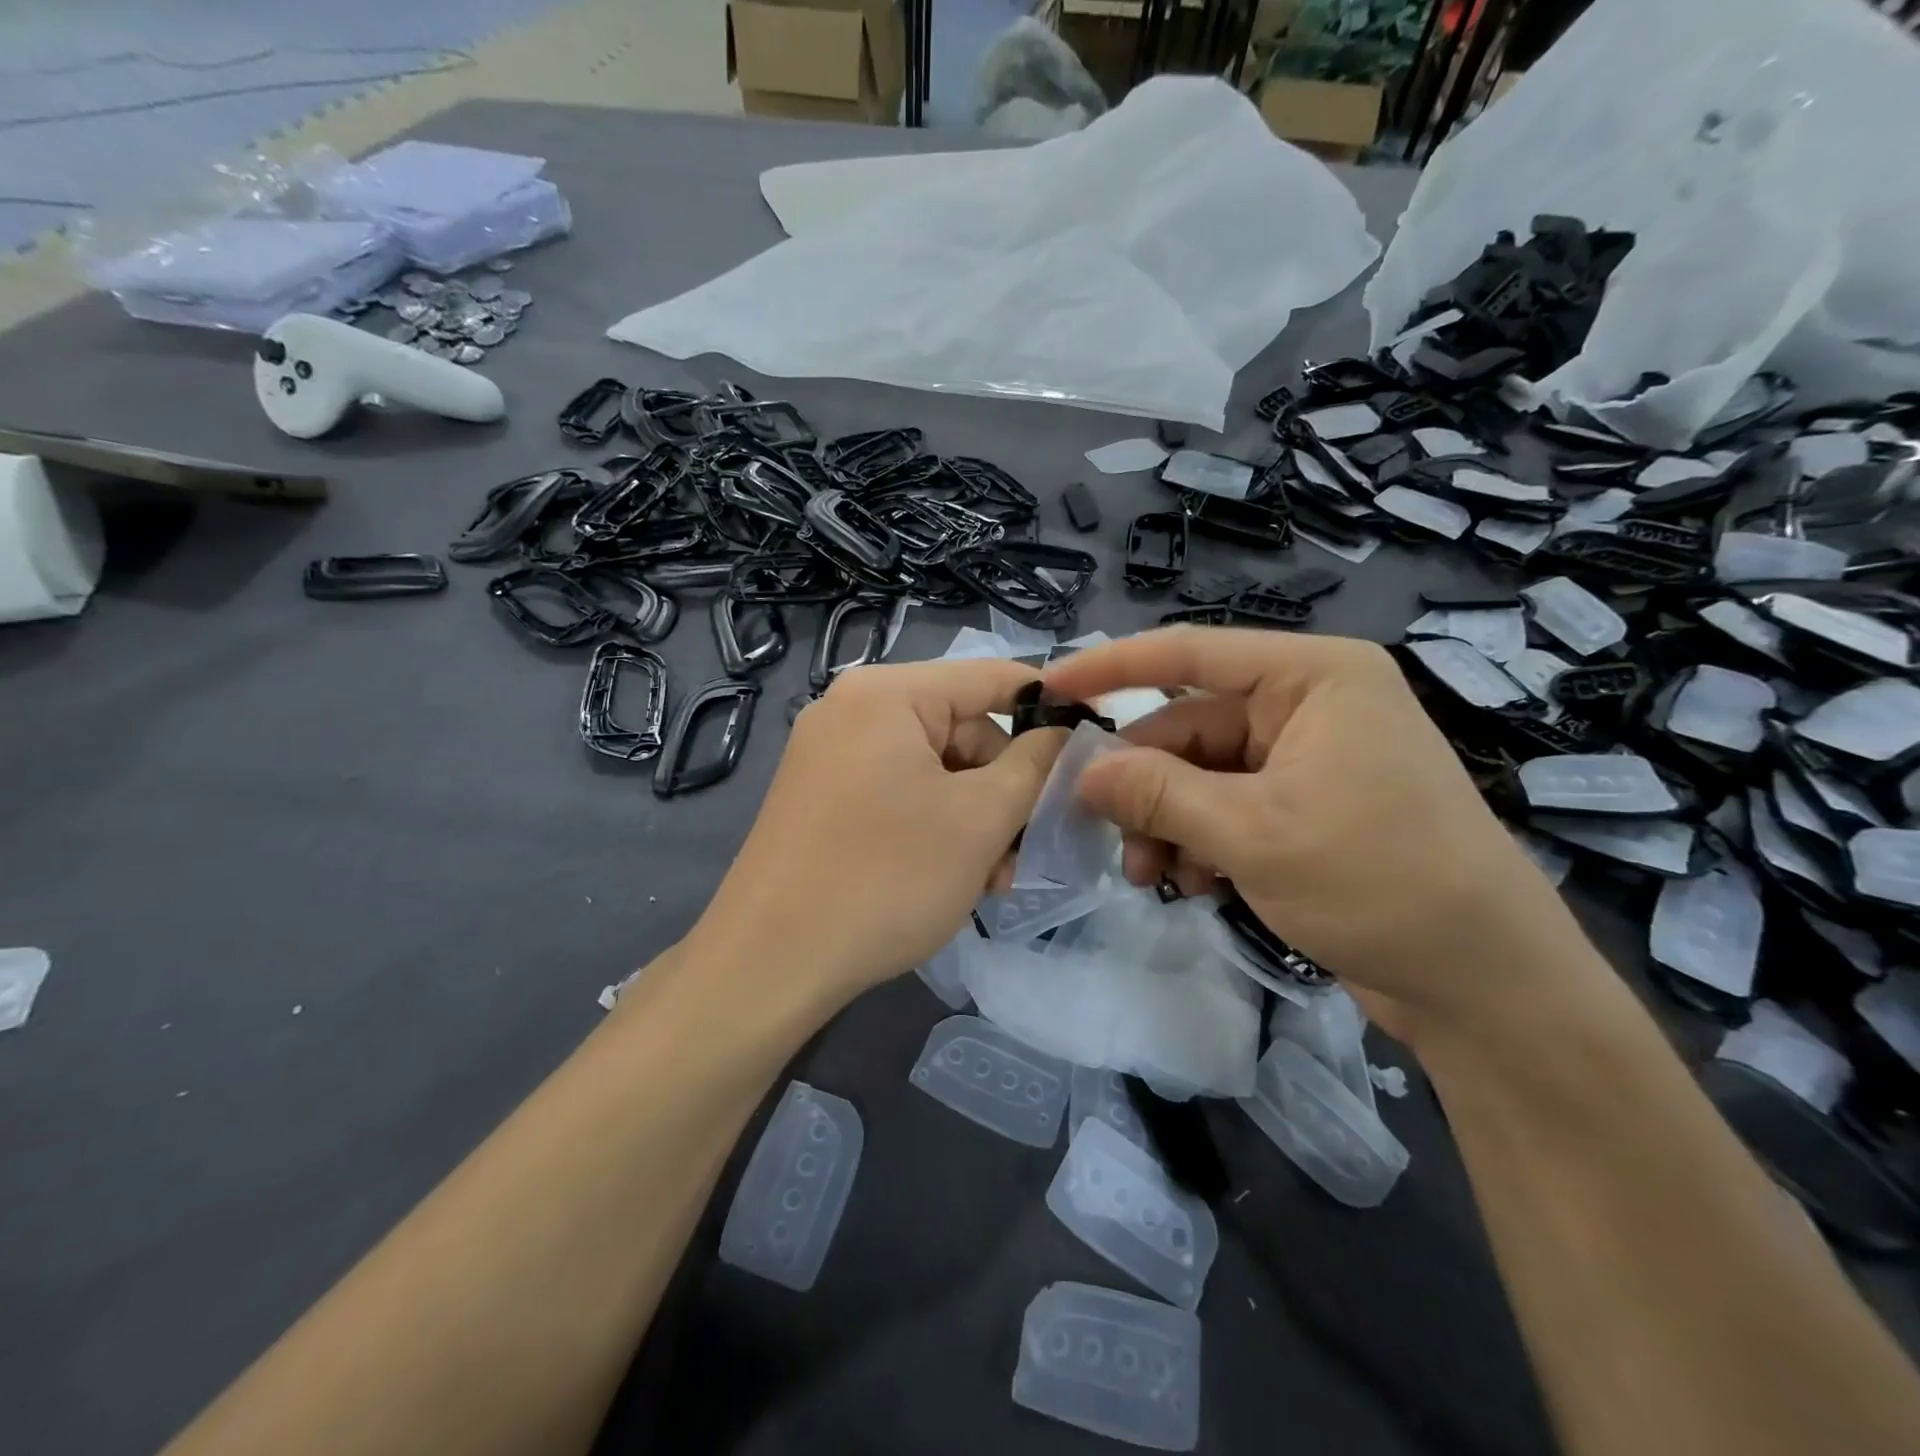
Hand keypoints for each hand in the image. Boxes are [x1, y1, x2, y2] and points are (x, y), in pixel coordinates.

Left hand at [687, 659, 1064, 1006]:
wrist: (770, 962)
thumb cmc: (887, 878)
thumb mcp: (980, 819)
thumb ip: (1035, 764)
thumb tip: (1064, 731)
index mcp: (888, 693)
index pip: (993, 677)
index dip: (1050, 706)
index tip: (1092, 746)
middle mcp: (852, 709)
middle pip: (962, 730)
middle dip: (1002, 789)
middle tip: (1023, 851)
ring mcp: (830, 754)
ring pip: (934, 770)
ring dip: (973, 819)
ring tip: (990, 879)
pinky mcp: (821, 797)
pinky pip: (899, 793)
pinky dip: (933, 826)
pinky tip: (950, 876)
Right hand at [1044, 628, 1604, 1043]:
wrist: (1485, 985)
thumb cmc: (1378, 882)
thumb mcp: (1252, 834)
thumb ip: (1159, 794)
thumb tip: (1082, 772)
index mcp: (1313, 677)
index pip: (1191, 653)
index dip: (1112, 666)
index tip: (1050, 686)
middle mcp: (1310, 704)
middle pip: (1190, 726)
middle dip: (1143, 783)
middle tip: (1099, 830)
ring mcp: (1309, 757)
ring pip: (1202, 774)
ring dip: (1167, 821)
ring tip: (1149, 875)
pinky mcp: (1307, 805)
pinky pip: (1228, 806)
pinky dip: (1200, 840)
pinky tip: (1195, 885)